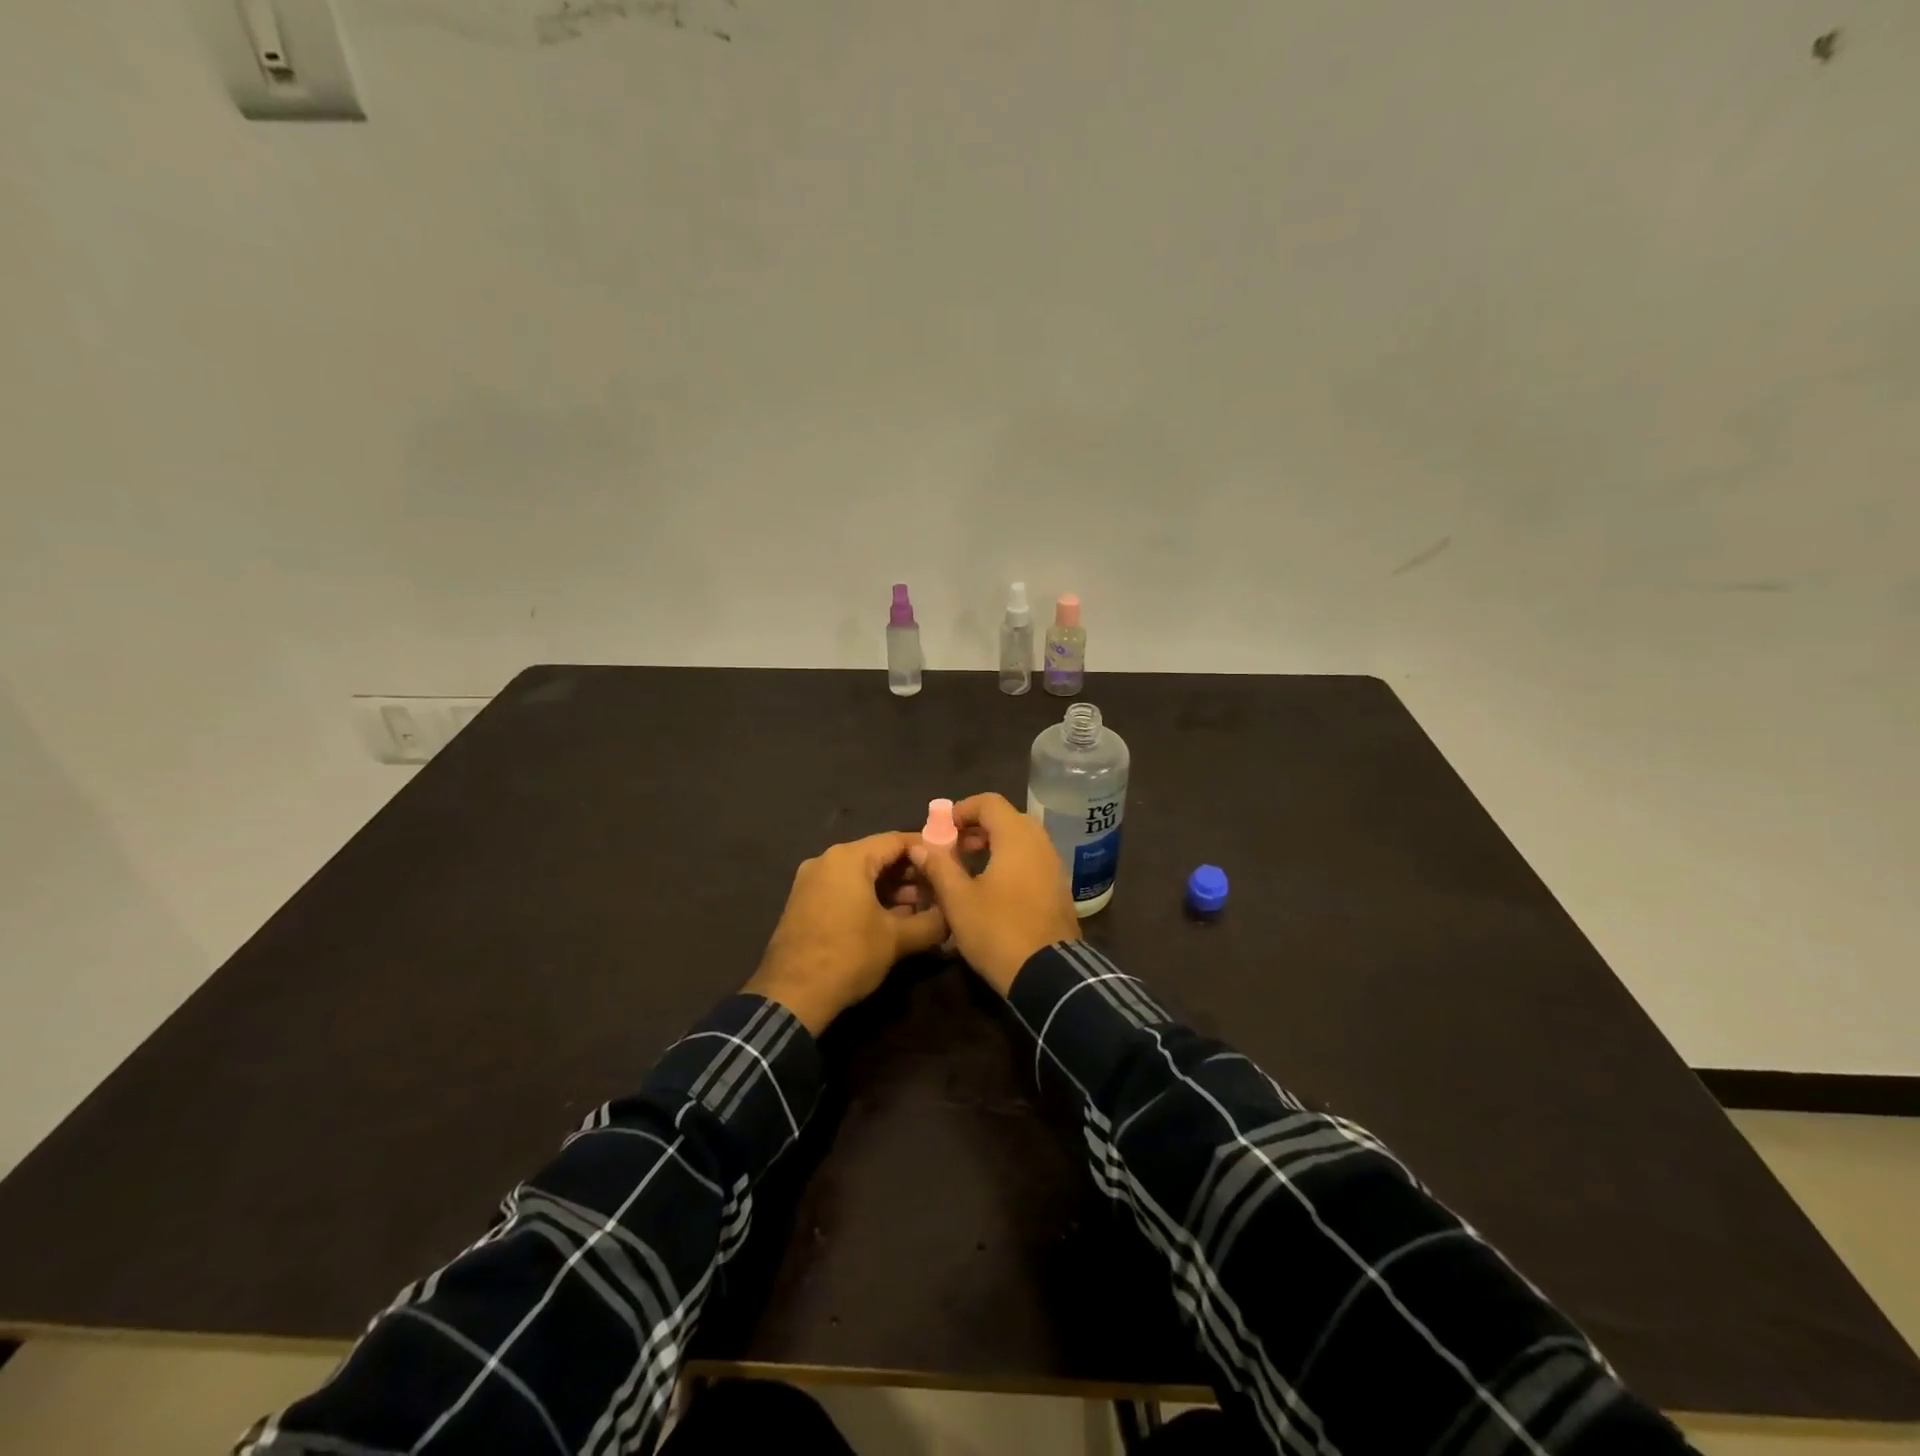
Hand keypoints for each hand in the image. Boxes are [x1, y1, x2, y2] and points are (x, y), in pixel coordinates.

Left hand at [746, 831, 948, 1033]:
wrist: (791, 996)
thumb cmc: (848, 956)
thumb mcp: (897, 940)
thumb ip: (932, 922)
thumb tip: (953, 917)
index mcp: (848, 858)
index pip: (896, 840)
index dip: (927, 850)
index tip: (950, 862)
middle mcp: (827, 860)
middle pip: (877, 856)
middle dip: (910, 873)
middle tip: (939, 890)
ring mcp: (811, 881)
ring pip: (860, 874)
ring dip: (891, 888)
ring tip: (920, 909)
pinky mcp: (804, 902)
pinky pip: (844, 888)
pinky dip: (868, 897)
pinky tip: (891, 918)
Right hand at [908, 792, 1080, 994]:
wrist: (1048, 974)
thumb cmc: (998, 930)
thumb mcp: (959, 900)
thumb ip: (939, 867)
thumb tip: (920, 846)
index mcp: (1017, 837)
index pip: (989, 802)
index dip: (962, 809)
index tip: (941, 829)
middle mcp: (1040, 843)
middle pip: (1007, 818)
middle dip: (977, 828)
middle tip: (952, 848)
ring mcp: (1054, 866)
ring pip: (1021, 840)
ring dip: (993, 845)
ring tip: (968, 868)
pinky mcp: (1059, 888)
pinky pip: (1032, 860)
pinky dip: (1010, 861)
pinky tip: (992, 888)